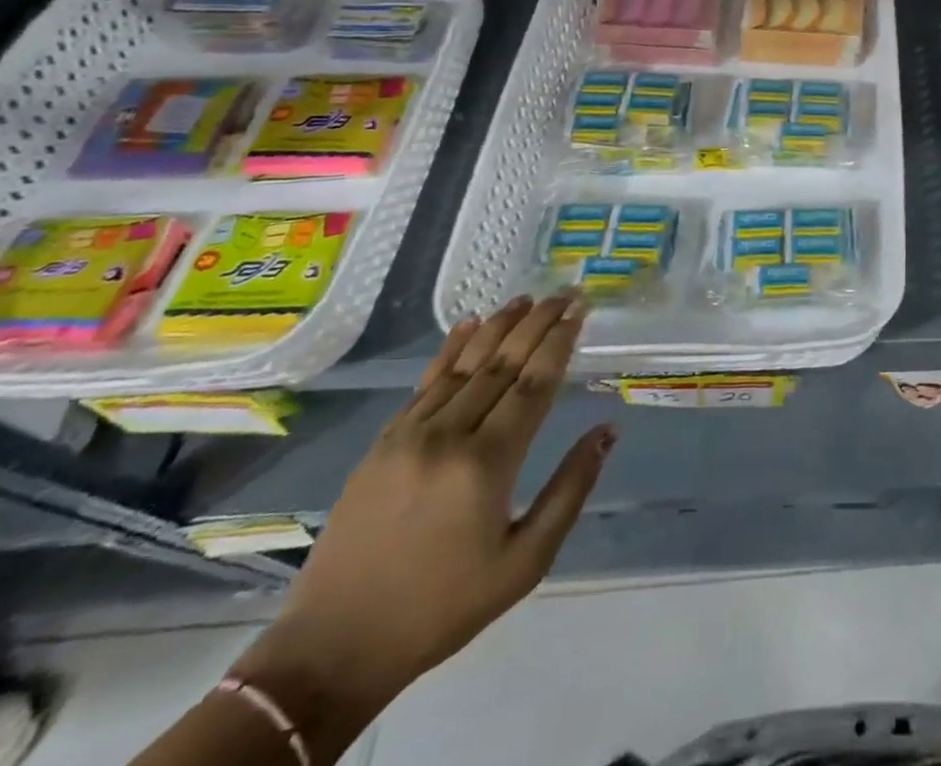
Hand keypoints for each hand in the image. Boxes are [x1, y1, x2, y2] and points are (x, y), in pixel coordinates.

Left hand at [233, 293, 611, 710]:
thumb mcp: (525, 563)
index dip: (560, 341)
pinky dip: (451, 350)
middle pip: (502, 363)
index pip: (534, 384)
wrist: (333, 649)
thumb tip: (607, 431)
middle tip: (564, 293)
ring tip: (526, 298)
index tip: (581, 309)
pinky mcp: (381, 444)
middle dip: (538, 323)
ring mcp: (409, 436)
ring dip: (499, 327)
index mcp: (487, 464)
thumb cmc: (442, 608)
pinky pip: (425, 384)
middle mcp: (449, 436)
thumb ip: (571, 490)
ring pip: (464, 365)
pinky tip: (469, 325)